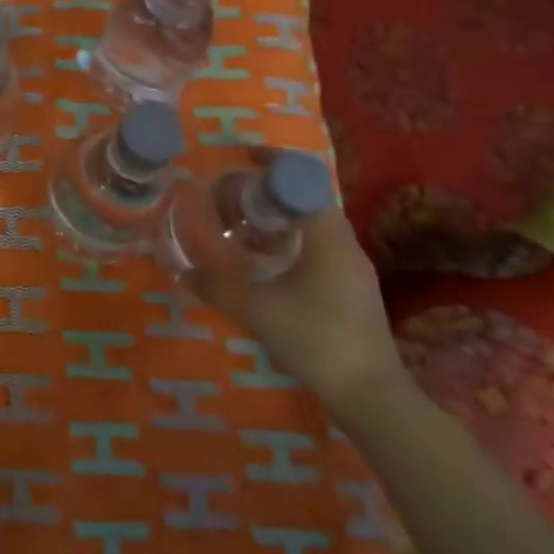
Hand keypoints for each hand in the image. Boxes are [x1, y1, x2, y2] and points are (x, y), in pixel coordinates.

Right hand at [182, 172, 403, 414]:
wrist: (371, 396)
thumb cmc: (317, 341)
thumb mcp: (258, 311)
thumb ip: (218, 287)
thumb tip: (182, 271)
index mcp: (328, 237)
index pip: (303, 179)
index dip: (272, 162)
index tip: (241, 157)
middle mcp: (345, 243)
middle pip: (306, 198)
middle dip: (268, 190)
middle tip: (230, 196)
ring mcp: (352, 267)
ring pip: (311, 224)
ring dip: (278, 218)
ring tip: (240, 225)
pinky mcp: (351, 288)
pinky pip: (316, 247)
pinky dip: (288, 241)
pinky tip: (264, 263)